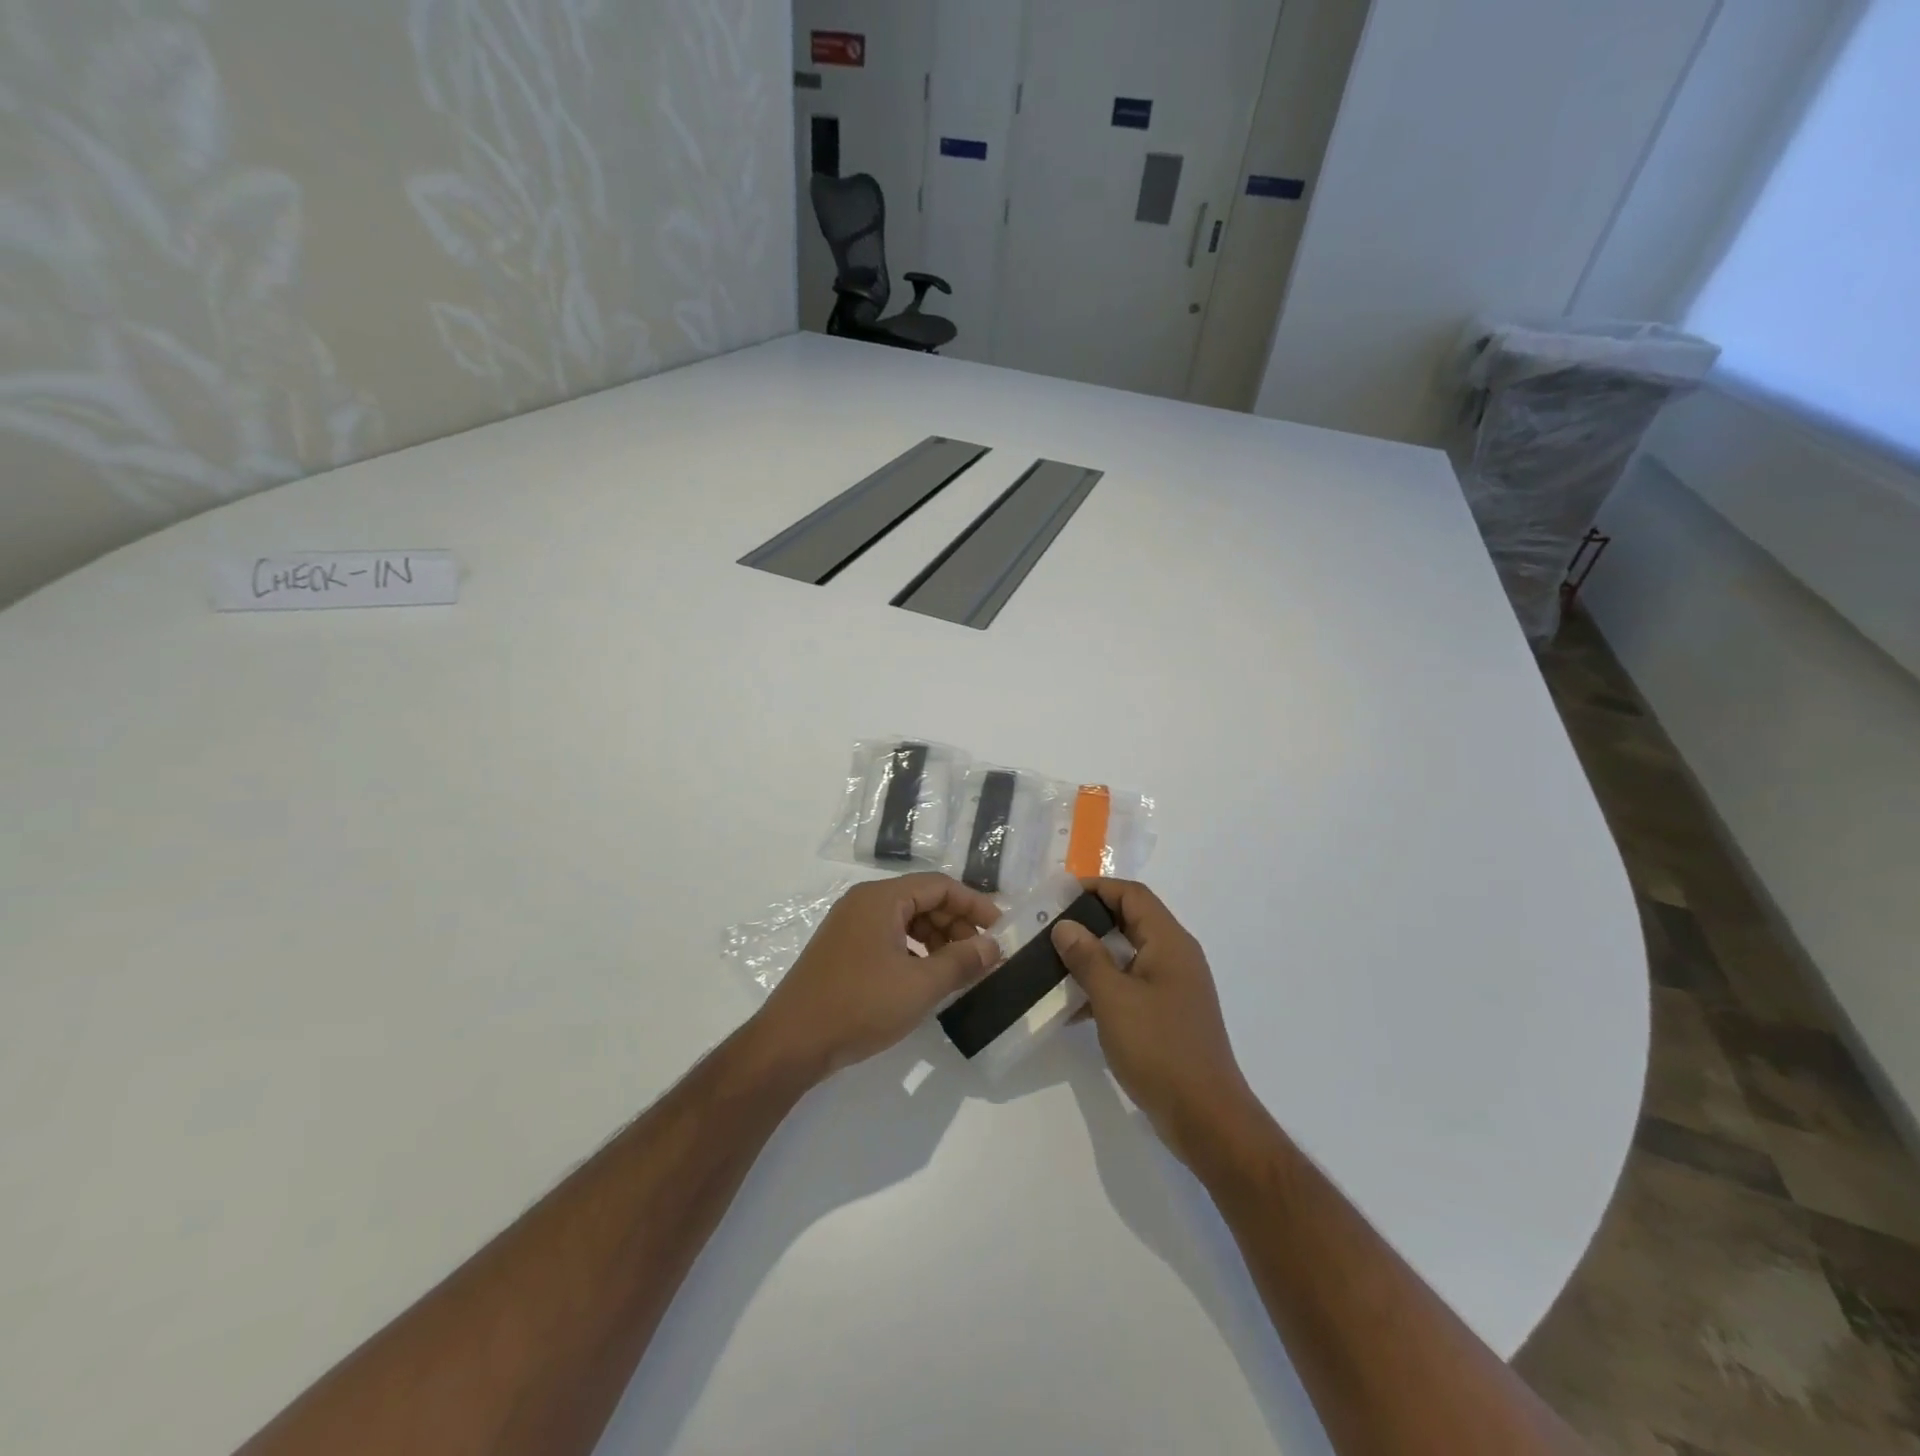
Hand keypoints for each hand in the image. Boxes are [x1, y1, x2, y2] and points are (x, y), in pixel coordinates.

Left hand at [756, 874, 1002, 1078]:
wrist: (791, 1043)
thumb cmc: (859, 1005)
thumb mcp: (920, 986)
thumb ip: (961, 962)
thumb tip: (994, 946)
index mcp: (881, 899)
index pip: (939, 885)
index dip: (974, 904)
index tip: (1000, 929)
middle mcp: (863, 903)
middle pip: (922, 899)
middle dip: (956, 924)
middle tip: (981, 956)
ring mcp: (848, 926)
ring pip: (905, 921)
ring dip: (936, 940)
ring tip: (957, 971)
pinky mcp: (841, 951)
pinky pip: (888, 938)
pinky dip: (913, 952)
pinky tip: (924, 980)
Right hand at [1052, 880, 1257, 1166]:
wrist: (1206, 1118)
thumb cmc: (1160, 1049)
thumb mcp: (1114, 999)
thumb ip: (1088, 958)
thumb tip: (1064, 925)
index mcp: (1170, 943)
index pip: (1133, 895)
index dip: (1097, 887)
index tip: (1059, 895)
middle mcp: (1176, 957)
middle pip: (1131, 921)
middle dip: (1091, 919)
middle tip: (1050, 926)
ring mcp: (1174, 988)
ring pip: (1128, 955)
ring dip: (1094, 955)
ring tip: (1053, 961)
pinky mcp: (1167, 1016)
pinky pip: (1131, 985)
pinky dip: (1104, 986)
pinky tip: (1073, 1004)